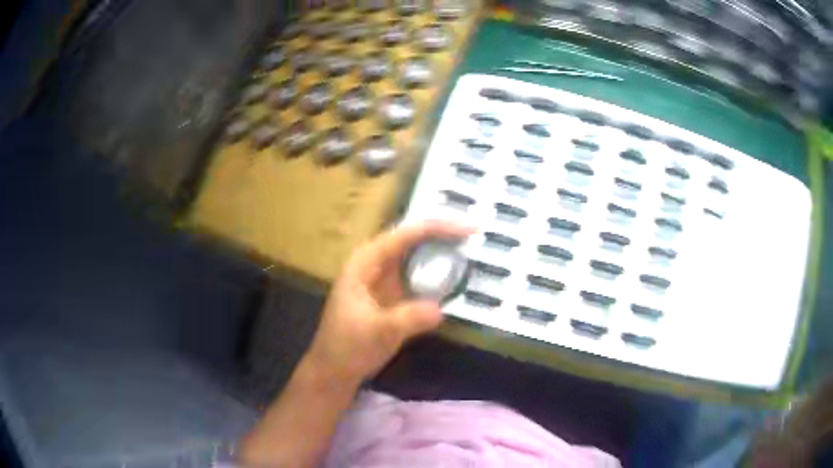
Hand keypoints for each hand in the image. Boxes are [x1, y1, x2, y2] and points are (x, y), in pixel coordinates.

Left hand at [304, 220, 474, 386]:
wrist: (334, 371)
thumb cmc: (348, 348)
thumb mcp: (379, 332)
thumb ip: (409, 319)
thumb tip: (441, 309)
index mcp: (366, 262)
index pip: (405, 234)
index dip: (438, 227)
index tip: (469, 230)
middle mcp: (375, 264)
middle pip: (412, 239)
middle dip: (443, 234)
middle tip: (475, 235)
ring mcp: (383, 279)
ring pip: (416, 255)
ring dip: (441, 251)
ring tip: (471, 249)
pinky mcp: (392, 295)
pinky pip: (418, 276)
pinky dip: (437, 274)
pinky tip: (455, 276)